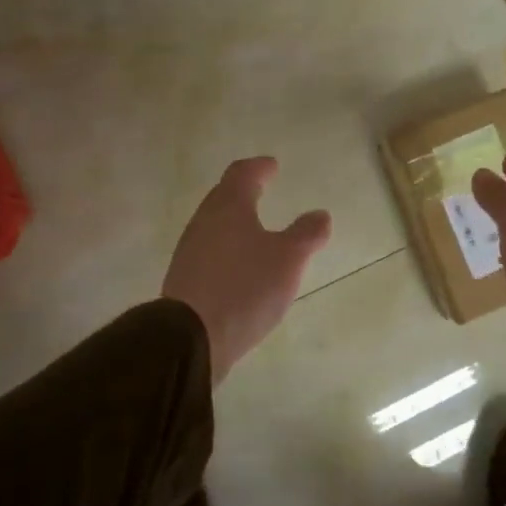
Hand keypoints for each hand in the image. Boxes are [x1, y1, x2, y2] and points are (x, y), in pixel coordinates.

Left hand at [163, 157, 332, 383]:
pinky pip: (209, 252)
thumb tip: (320, 214)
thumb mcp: (288, 259)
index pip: (242, 174)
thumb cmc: (244, 287)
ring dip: (234, 222)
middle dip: (243, 191)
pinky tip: (239, 267)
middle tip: (261, 189)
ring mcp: (190, 251)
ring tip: (255, 229)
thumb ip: (306, 234)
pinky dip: (227, 249)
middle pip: (223, 197)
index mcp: (229, 207)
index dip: (258, 167)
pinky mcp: (184, 280)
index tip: (271, 166)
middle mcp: (204, 221)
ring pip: (214, 225)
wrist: (190, 339)